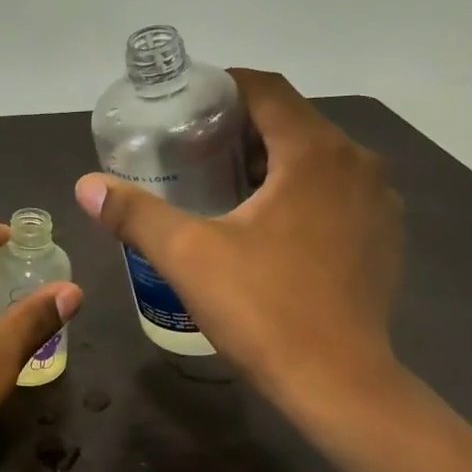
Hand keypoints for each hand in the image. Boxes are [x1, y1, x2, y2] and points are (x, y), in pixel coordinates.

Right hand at [74, 69, 404, 421]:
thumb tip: (86, 185)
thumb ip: (136, 214)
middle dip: (243, 130)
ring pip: (318, 160)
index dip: (223, 88)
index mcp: (314, 152)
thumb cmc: (263, 310)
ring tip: (227, 187)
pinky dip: (304, 193)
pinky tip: (273, 227)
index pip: (267, 90)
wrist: (338, 383)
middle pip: (293, 123)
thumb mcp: (188, 257)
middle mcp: (358, 163)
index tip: (187, 108)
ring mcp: (379, 202)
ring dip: (275, 163)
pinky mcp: (385, 238)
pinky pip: (338, 193)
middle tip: (194, 152)